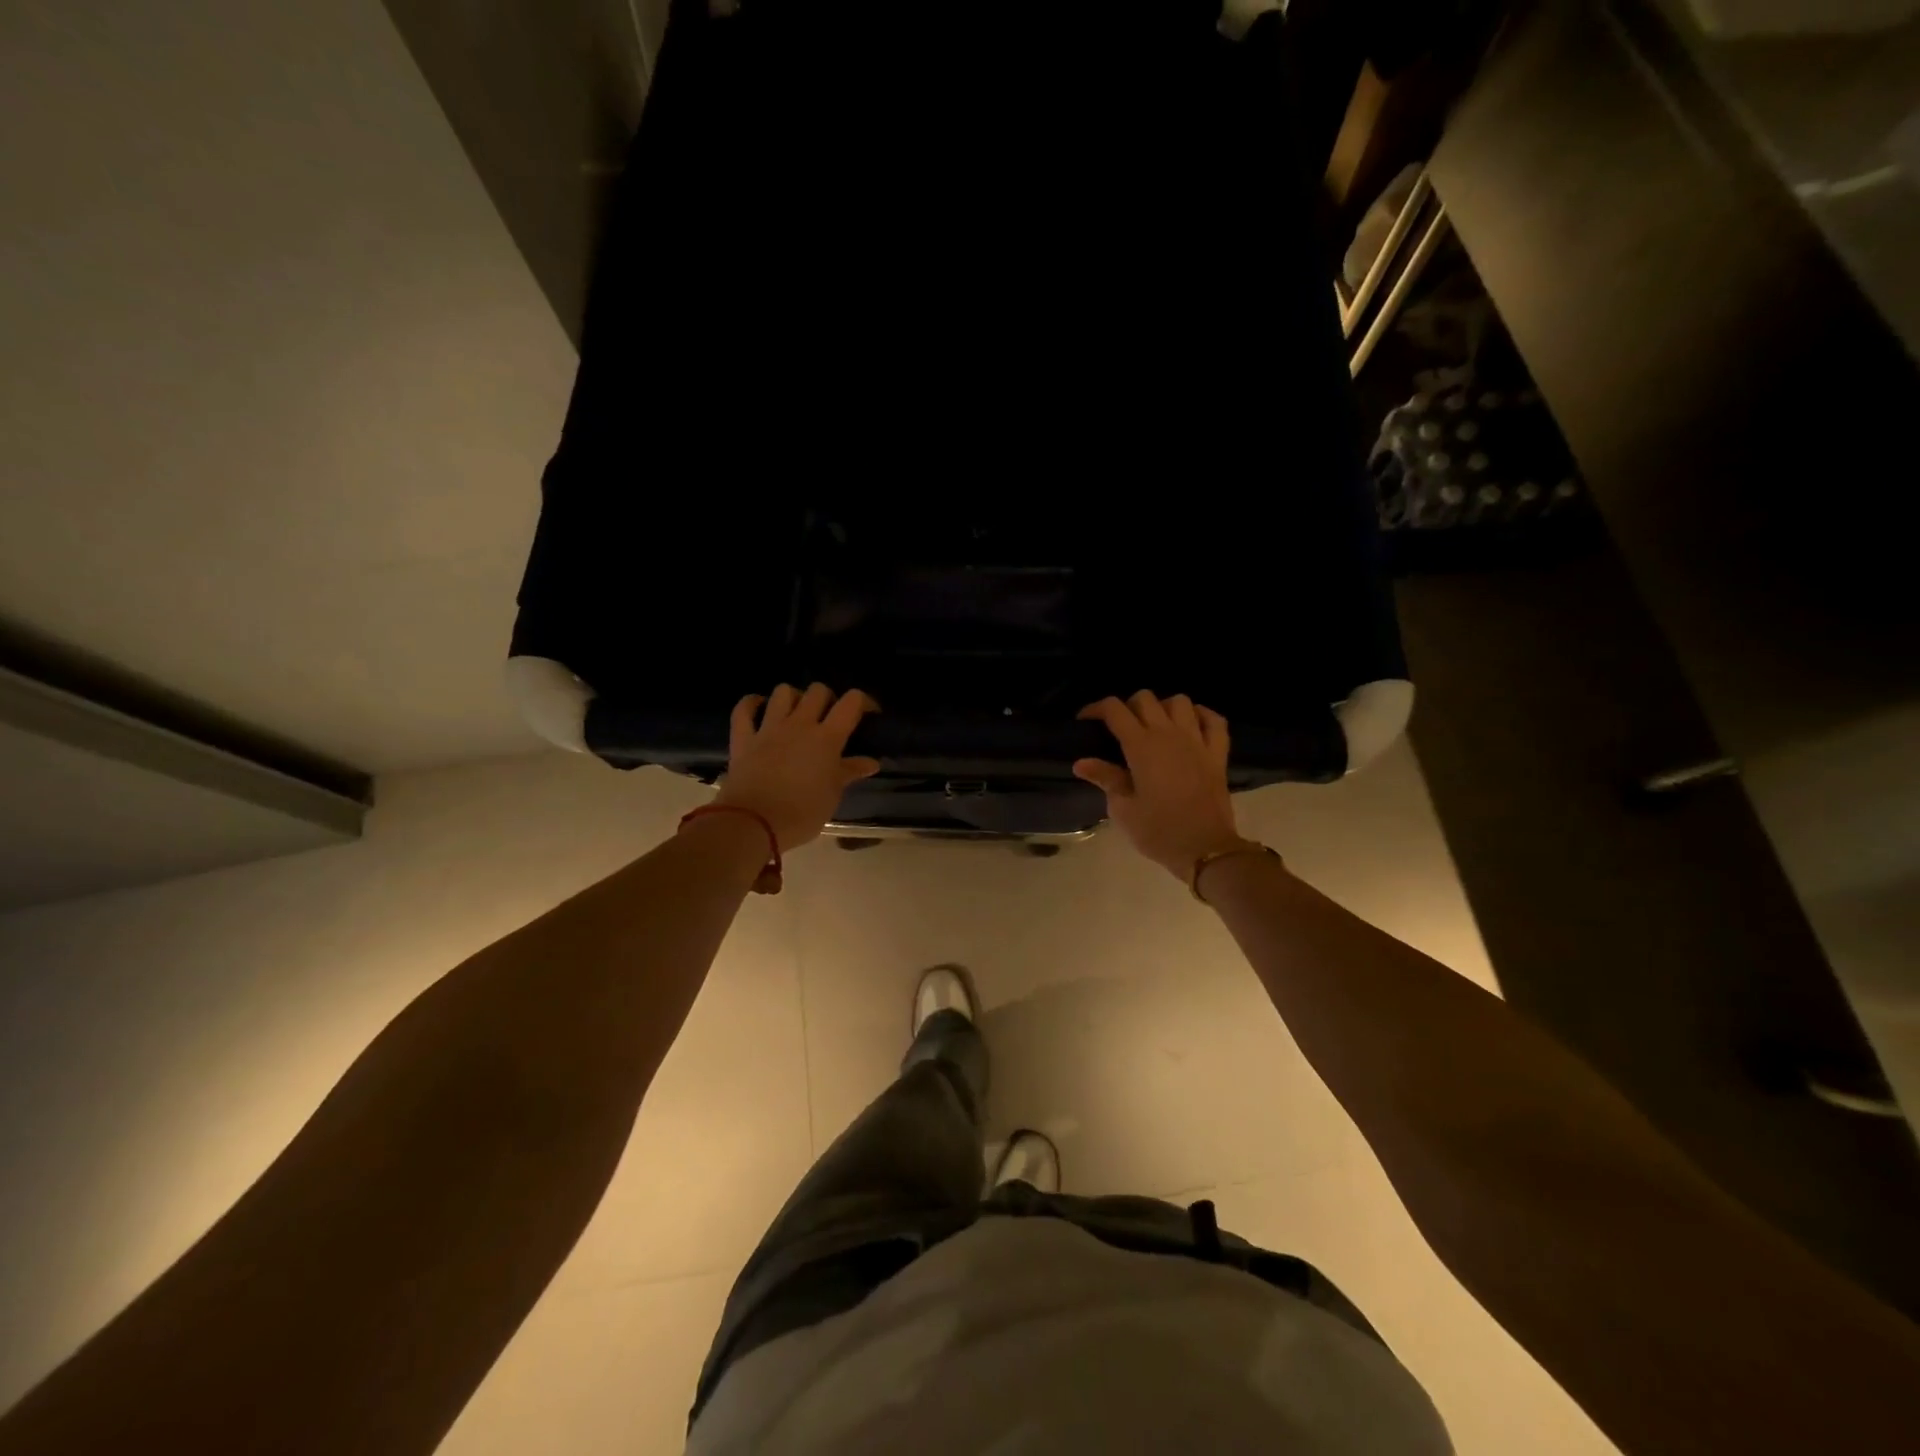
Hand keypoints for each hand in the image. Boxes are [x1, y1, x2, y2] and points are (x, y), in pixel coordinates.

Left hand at [712, 683, 880, 850]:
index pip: (851, 702)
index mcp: (827, 738)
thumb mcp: (833, 795)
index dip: (863, 701)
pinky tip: (759, 706)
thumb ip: (849, 772)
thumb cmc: (802, 813)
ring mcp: (769, 728)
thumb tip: (871, 763)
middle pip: (818, 691)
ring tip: (797, 713)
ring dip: (794, 697)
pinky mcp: (743, 738)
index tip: (868, 713)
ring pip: (783, 692)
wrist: (754, 824)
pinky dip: (752, 703)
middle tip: (830, 717)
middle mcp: (799, 724)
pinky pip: (744, 709)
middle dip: (828, 698)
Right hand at [1073, 692, 1246, 878]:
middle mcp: (1169, 734)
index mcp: (1141, 746)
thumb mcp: (1123, 809)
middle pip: (1145, 699)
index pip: (1115, 710)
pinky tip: (1191, 725)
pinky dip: (1202, 716)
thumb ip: (1105, 779)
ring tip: (1155, 725)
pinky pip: (1214, 720)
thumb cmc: (1158, 831)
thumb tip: (1082, 763)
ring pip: (1180, 702)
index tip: (1085, 721)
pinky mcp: (1218, 754)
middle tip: (1120, 728)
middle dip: (1128, 707)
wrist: (1205, 849)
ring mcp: (1197, 741)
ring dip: (1164, 707)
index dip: (1096, 709)